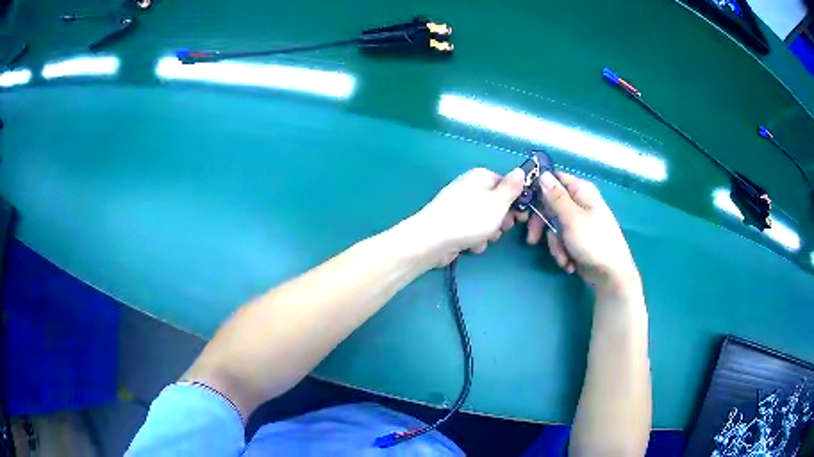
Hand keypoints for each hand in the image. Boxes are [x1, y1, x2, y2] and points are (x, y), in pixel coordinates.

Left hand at [410, 167, 524, 265]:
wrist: (433, 240)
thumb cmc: (470, 219)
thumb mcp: (498, 203)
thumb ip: (512, 188)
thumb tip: (521, 171)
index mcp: (480, 176)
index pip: (506, 184)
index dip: (516, 200)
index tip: (521, 215)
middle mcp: (469, 187)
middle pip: (496, 203)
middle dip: (501, 219)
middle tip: (502, 228)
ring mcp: (459, 206)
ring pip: (485, 219)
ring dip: (488, 232)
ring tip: (484, 239)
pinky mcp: (452, 224)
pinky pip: (471, 230)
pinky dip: (474, 239)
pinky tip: (471, 246)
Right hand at [526, 171, 639, 294]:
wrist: (610, 275)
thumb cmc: (594, 242)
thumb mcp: (571, 218)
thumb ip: (555, 197)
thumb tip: (542, 174)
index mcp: (581, 191)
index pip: (553, 179)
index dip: (537, 190)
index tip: (525, 205)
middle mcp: (579, 203)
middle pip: (549, 205)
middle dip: (542, 225)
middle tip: (533, 239)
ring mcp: (578, 222)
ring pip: (553, 226)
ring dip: (554, 244)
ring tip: (563, 258)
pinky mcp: (576, 238)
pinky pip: (560, 240)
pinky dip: (561, 252)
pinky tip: (568, 263)